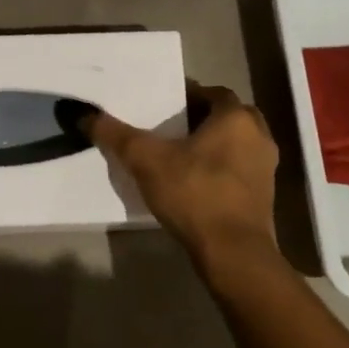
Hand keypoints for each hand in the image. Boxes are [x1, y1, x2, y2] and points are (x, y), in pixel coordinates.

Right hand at [83, 83, 279, 268]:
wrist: (234, 253)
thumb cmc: (194, 194)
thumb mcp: (146, 160)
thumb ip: (115, 135)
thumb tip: (82, 114)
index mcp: (236, 117)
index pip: (211, 93)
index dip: (187, 96)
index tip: (164, 107)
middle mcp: (259, 135)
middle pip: (226, 117)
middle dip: (201, 120)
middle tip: (170, 129)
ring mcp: (266, 168)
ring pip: (236, 144)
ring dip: (213, 145)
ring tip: (180, 156)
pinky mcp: (265, 196)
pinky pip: (239, 170)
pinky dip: (221, 170)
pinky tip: (195, 183)